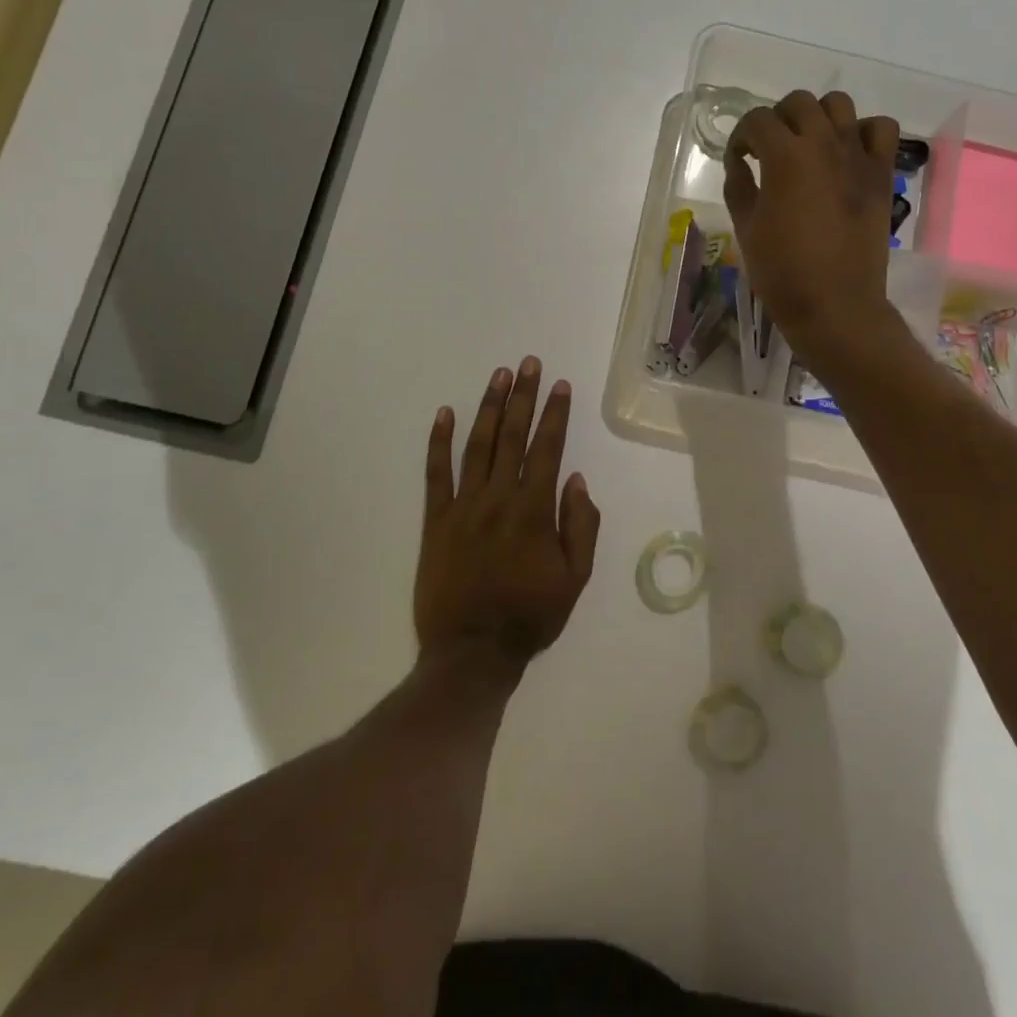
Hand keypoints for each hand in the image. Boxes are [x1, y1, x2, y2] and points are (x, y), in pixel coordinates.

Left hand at [416, 357, 601, 669]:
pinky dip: (438, 442)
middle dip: (523, 397)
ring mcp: (463, 506)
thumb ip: (581, 526)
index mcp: (534, 511)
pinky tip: (444, 413)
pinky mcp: (435, 520)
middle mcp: (498, 498)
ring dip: (489, 408)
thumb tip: (576, 480)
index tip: (560, 385)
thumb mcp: (575, 578)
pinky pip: (435, 474)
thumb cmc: (530, 616)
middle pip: (513, 437)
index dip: (555, 414)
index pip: (547, 449)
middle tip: (528, 364)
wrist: (472, 652)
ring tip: (499, 376)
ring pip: (478, 446)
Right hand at [724, 89, 902, 372]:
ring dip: (817, 118)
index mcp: (785, 157)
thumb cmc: (782, 271)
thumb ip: (739, 186)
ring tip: (808, 146)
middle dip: (777, 120)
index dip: (741, 137)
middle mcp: (824, 144)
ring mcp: (858, 156)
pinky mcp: (881, 173)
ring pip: (839, 105)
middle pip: (798, 103)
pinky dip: (862, 132)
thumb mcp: (746, 227)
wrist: (835, 304)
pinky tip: (847, 153)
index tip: (738, 159)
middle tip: (769, 151)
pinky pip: (881, 129)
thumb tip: (739, 162)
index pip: (757, 121)